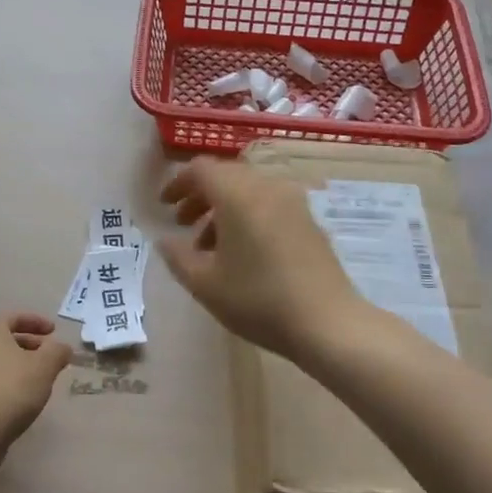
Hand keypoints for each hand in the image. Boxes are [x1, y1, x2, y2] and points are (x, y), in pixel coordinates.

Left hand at [0, 312, 72, 448]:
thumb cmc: (11, 387)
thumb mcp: (45, 366)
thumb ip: (57, 352)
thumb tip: (62, 348)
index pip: (14, 317)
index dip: (37, 322)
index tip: (54, 332)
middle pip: (3, 338)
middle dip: (28, 344)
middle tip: (48, 355)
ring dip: (15, 364)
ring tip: (36, 378)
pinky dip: (3, 381)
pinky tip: (18, 397)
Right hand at [157, 158, 364, 362]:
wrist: (327, 323)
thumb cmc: (258, 300)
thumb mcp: (205, 284)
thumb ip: (178, 257)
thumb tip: (165, 240)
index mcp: (238, 194)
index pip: (201, 169)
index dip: (178, 183)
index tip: (164, 206)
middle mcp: (267, 187)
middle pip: (226, 176)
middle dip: (200, 196)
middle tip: (182, 223)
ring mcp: (293, 202)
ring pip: (249, 191)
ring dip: (223, 209)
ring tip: (209, 246)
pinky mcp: (309, 221)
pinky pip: (269, 205)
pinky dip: (248, 216)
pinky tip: (243, 253)